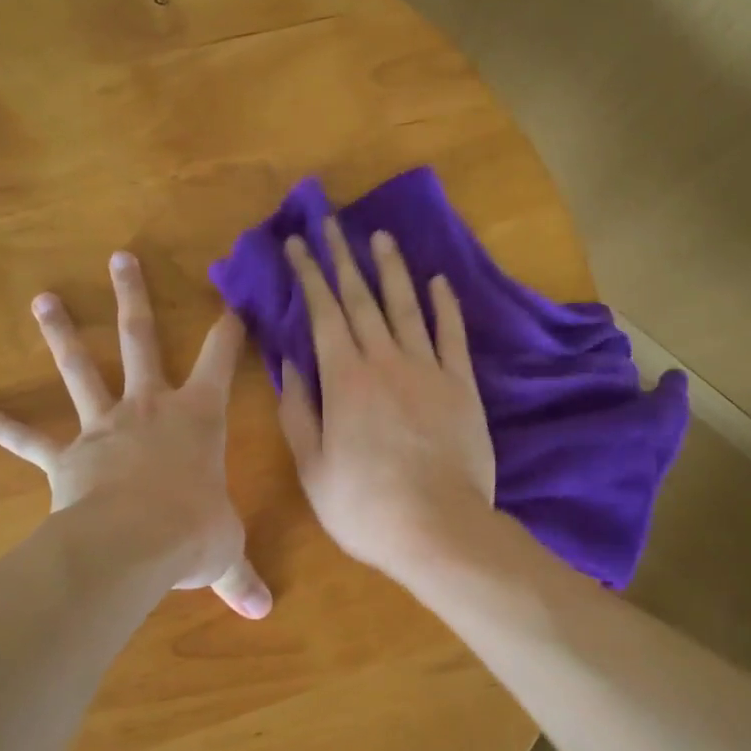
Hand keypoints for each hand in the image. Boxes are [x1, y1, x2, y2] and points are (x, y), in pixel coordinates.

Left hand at [0, 251, 271, 618]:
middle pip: (141, 339)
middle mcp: (149, 408)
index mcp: (197, 418)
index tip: (231, 301)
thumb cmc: (192, 532)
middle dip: (133, 297)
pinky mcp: (66, 458)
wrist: (132, 544)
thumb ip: (240, 577)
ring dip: (63, 333)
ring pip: (81, 369)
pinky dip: (3, 427)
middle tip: (120, 257)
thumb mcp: (224, 552)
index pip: (220, 361)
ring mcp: (103, 427)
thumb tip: (264, 614)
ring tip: (43, 299)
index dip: (228, 331)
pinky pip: (30, 440)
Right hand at [278, 220, 494, 580]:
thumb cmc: (364, 506)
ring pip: (407, 307)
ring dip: (392, 270)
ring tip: (380, 237)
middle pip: (362, 299)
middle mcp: (385, 361)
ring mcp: (428, 370)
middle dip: (343, 258)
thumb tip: (289, 362)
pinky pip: (452, 336)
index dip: (310, 275)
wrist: (438, 528)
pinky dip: (445, 306)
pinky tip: (438, 282)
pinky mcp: (462, 386)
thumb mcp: (312, 466)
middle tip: (332, 222)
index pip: (323, 313)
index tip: (298, 244)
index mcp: (344, 380)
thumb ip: (298, 411)